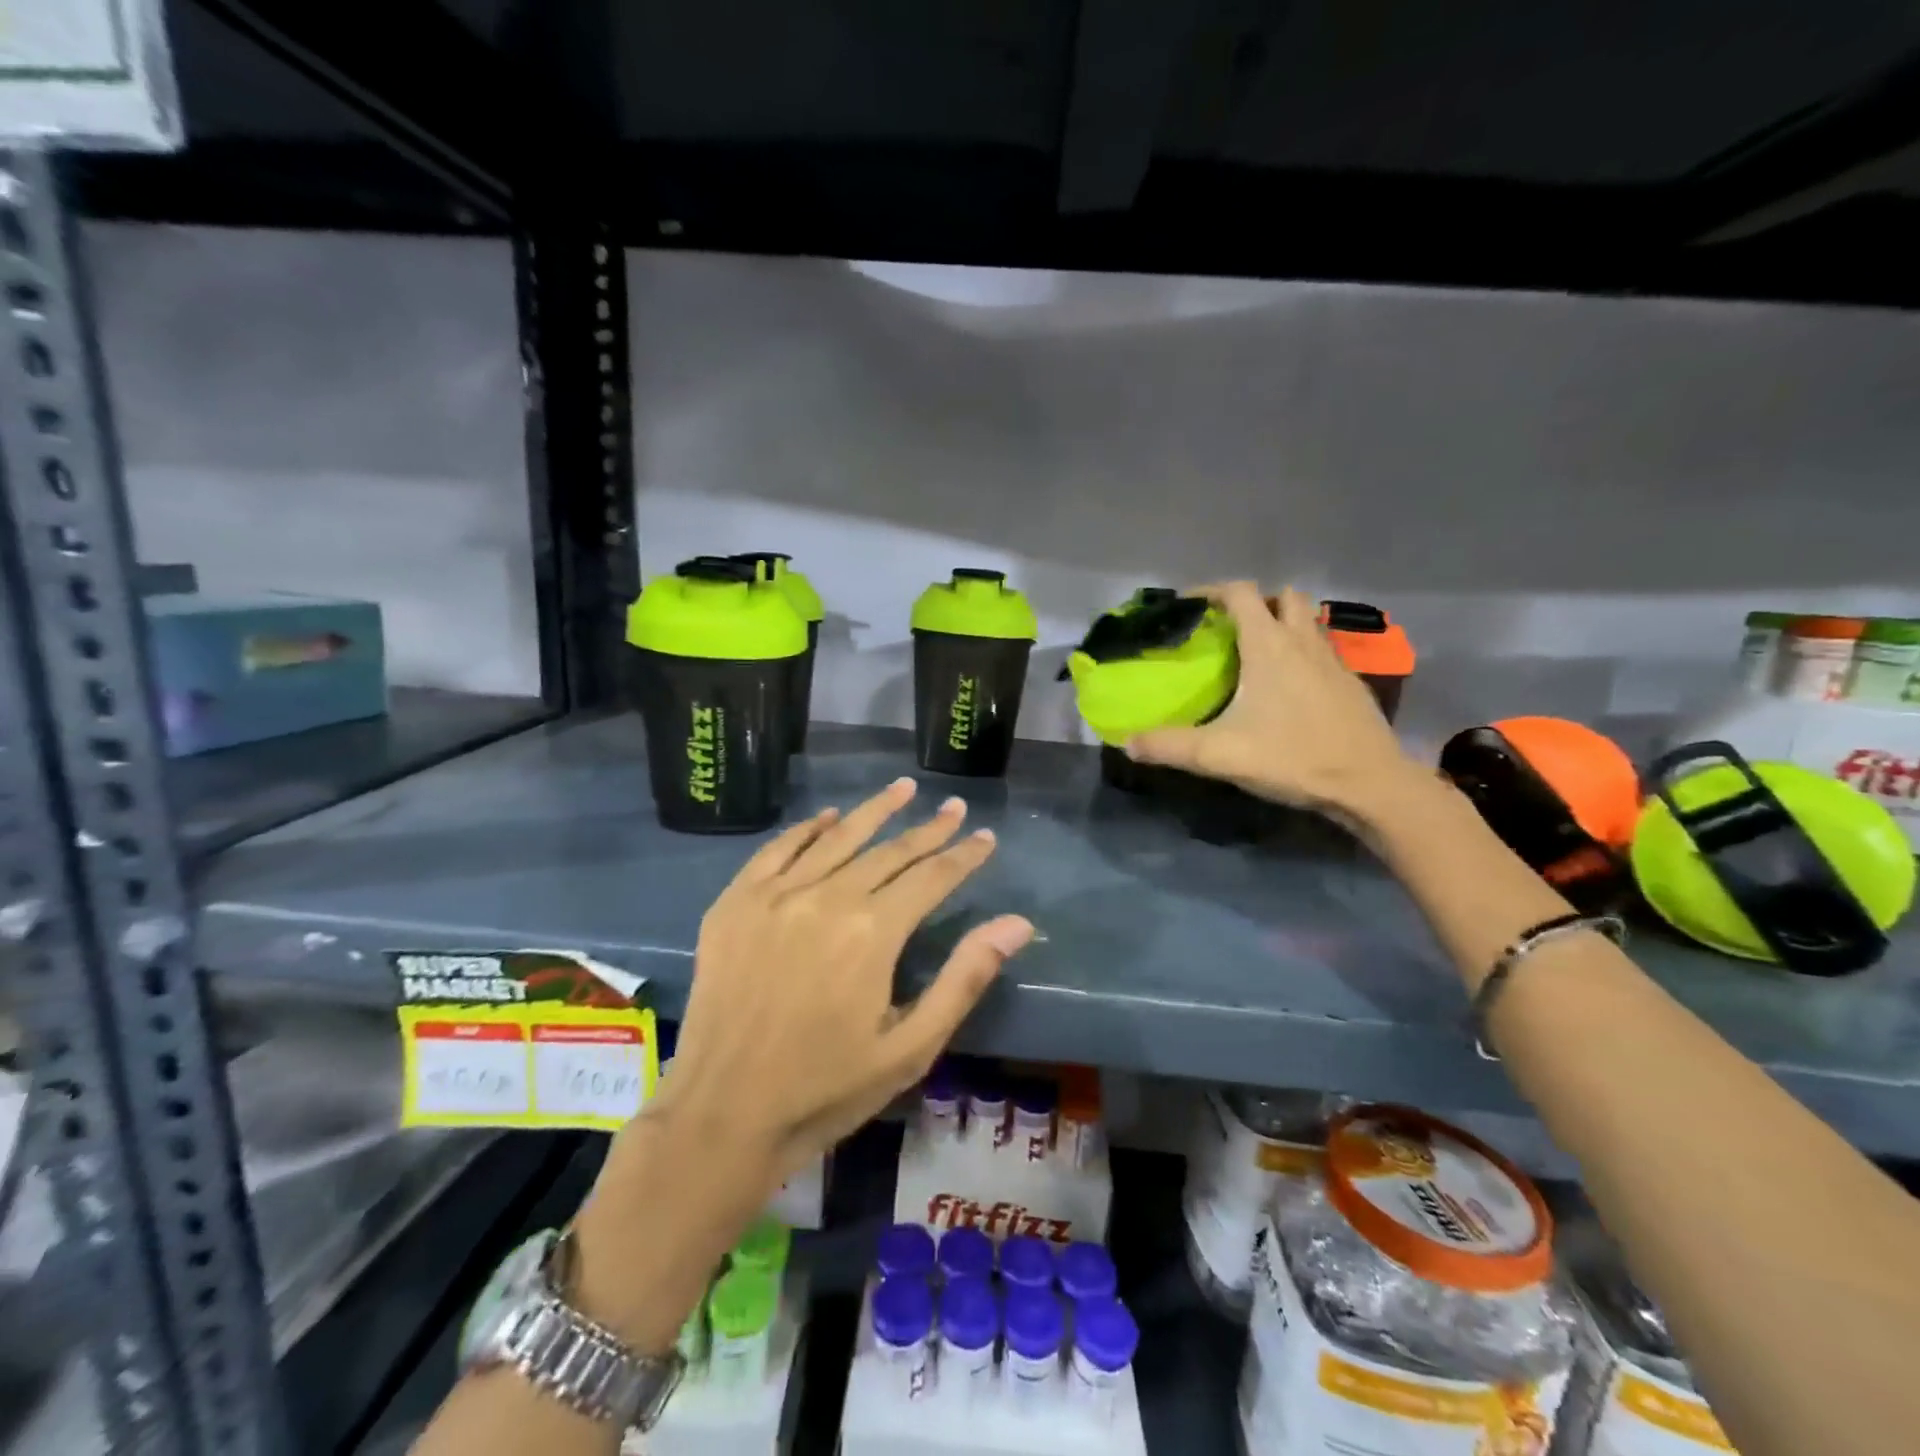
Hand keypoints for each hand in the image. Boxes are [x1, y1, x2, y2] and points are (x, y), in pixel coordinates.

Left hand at [647, 779, 1032, 1190]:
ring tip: (903, 788)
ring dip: (874, 811)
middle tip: (954, 807)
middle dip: (928, 829)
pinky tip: (828, 818)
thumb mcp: (911, 1048)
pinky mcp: (734, 903)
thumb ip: (964, 977)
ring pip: (836, 838)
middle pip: (888, 851)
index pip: (931, 876)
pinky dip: (807, 829)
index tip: (986, 835)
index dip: (963, 855)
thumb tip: (1016, 923)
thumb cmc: (826, 1089)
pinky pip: (777, 850)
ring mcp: (774, 896)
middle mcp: (826, 898)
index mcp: (872, 932)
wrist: (721, 1117)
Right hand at [1126, 583, 1420, 815]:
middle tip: (1230, 629)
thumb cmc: (1293, 757)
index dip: (1211, 591)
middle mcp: (1303, 641)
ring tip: (1258, 655)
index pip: (1240, 593)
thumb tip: (1127, 744)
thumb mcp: (1219, 755)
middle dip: (1255, 603)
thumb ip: (1169, 746)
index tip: (1189, 606)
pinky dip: (1303, 654)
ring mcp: (1333, 660)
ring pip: (1309, 621)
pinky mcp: (1351, 683)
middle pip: (1283, 597)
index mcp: (1269, 646)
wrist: (1370, 784)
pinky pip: (1323, 651)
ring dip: (1284, 624)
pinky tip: (1290, 689)